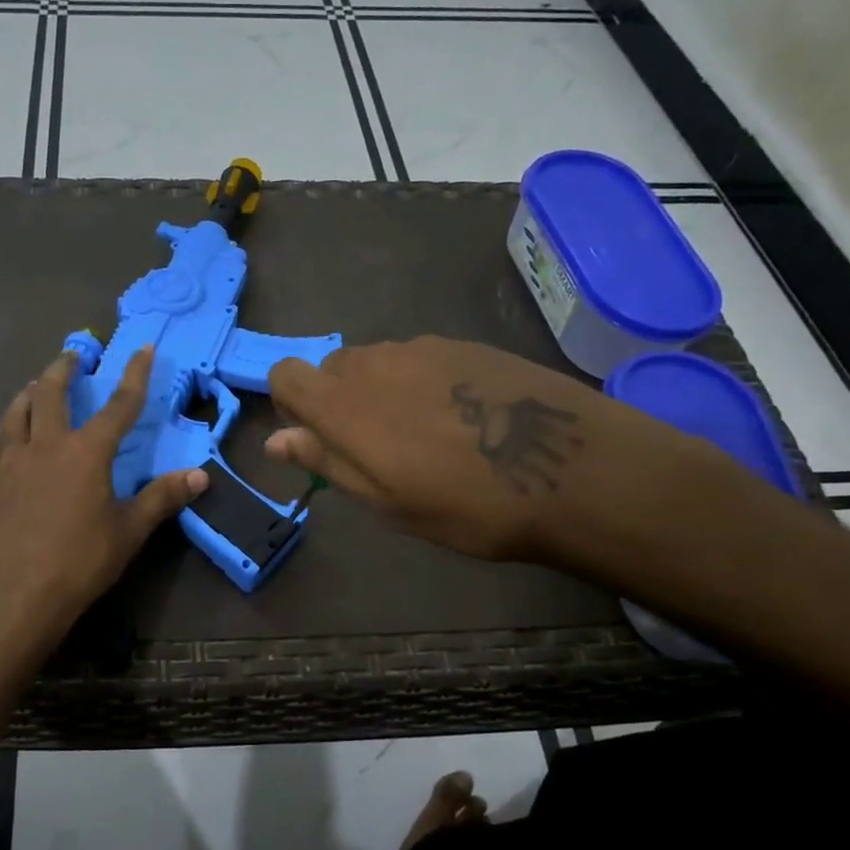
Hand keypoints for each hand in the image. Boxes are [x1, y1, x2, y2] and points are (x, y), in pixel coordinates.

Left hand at [0, 345, 206, 641]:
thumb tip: (201, 475)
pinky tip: (10, 428)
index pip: (119, 405)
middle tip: (75, 355)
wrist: (17, 593)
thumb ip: (163, 497)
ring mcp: (13, 460)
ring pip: (19, 409)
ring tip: (39, 384)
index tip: (143, 348)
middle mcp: (48, 444)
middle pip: (53, 392)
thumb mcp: (130, 531)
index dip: (135, 375)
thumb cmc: (80, 561)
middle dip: (66, 368)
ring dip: (32, 390)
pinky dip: (8, 424)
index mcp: (87, 453)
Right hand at [266, 336, 743, 573]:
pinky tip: (465, 419)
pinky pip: (420, 357)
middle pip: (332, 367)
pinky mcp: (466, 344)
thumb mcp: (387, 500)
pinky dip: (422, 382)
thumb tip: (275, 441)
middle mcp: (376, 362)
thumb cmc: (467, 505)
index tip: (316, 439)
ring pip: (378, 362)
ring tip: (426, 436)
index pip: (286, 375)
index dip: (290, 405)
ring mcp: (424, 346)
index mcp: (345, 404)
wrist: (574, 471)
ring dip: (381, 391)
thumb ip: (326, 461)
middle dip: (338, 401)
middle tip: (375, 449)